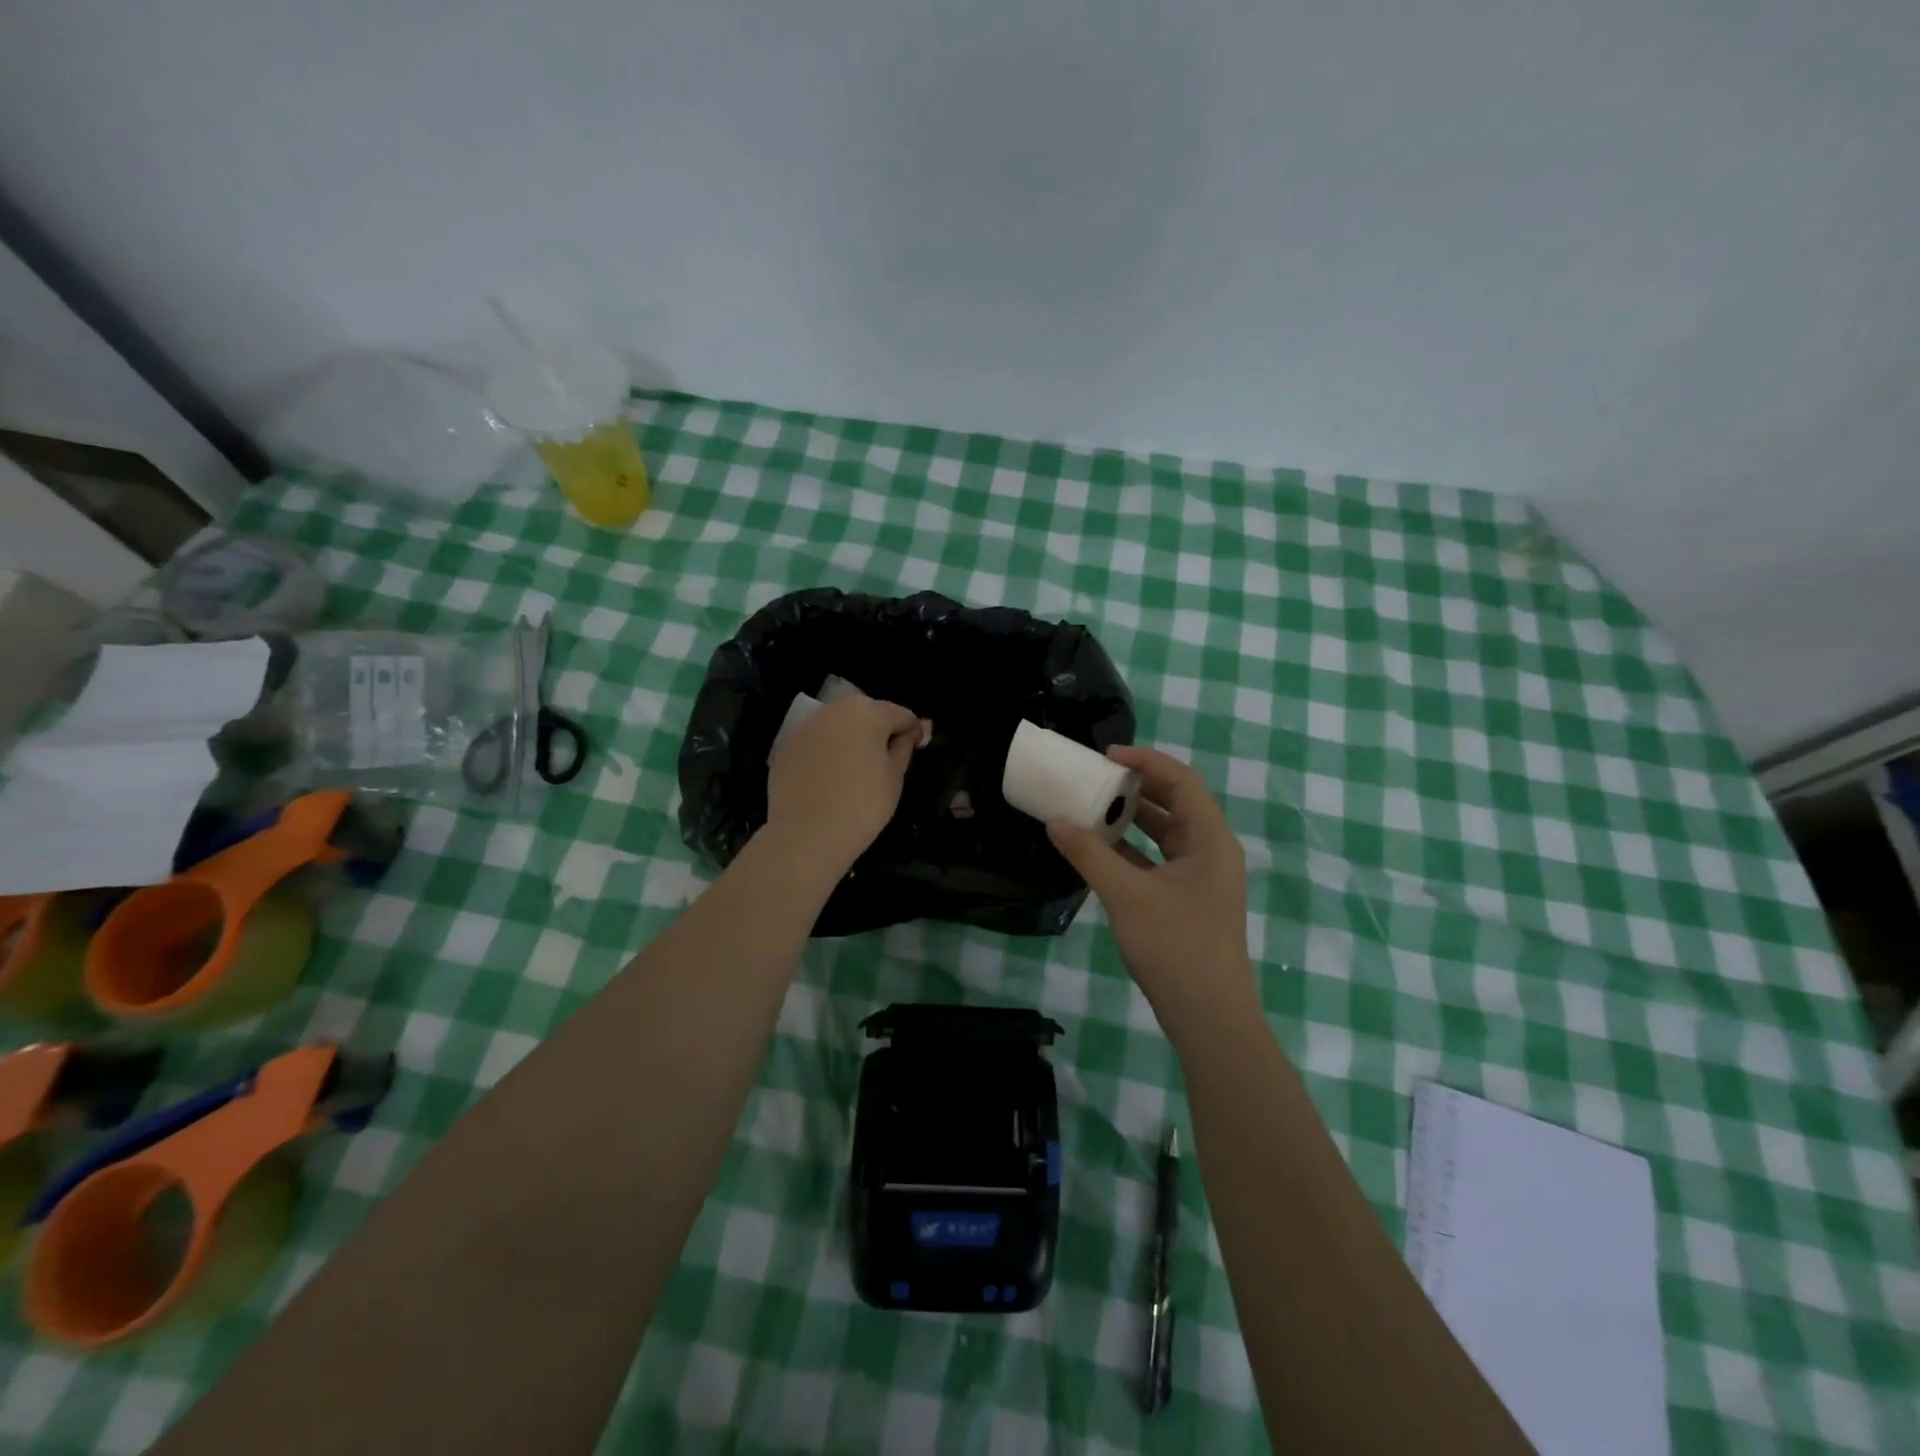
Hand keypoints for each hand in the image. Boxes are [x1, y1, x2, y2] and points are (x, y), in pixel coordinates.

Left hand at [766, 695, 927, 870]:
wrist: (806, 834)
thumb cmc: (862, 804)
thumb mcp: (895, 777)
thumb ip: (903, 747)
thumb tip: (908, 733)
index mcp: (867, 711)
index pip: (901, 714)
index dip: (913, 731)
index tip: (917, 750)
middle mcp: (834, 709)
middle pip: (867, 713)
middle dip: (879, 731)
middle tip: (886, 762)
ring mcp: (806, 726)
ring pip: (839, 726)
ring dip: (851, 739)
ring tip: (857, 770)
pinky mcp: (787, 746)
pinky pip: (818, 742)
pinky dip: (828, 752)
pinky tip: (831, 779)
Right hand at [1048, 746, 1254, 1040]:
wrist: (1209, 1017)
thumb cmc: (1174, 946)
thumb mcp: (1126, 895)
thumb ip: (1089, 854)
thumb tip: (1055, 821)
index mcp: (1210, 840)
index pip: (1181, 781)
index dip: (1146, 761)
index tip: (1107, 756)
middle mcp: (1212, 852)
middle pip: (1176, 804)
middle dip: (1137, 788)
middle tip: (1096, 778)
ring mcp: (1202, 879)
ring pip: (1167, 835)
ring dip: (1133, 820)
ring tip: (1093, 807)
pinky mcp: (1189, 901)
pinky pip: (1160, 861)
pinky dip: (1133, 850)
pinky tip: (1100, 850)